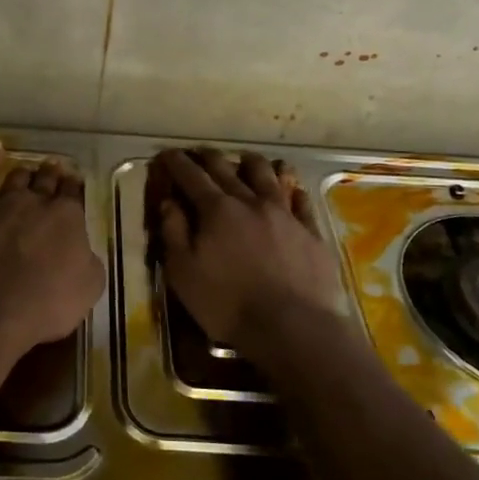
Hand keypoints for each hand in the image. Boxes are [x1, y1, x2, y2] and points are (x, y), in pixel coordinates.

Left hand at [0, 142, 105, 359]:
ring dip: (25, 173)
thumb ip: (87, 262)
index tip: (75, 182)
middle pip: (47, 181)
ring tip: (29, 170)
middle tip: (55, 168)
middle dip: (52, 174)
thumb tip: (82, 251)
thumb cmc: (45, 304)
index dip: (75, 187)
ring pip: (17, 178)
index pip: (74, 194)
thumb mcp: (88, 287)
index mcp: (68, 218)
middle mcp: (37, 202)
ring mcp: (2, 202)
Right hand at [151, 149, 341, 355]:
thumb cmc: (228, 304)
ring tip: (245, 159)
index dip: (177, 162)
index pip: (192, 176)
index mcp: (217, 210)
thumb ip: (174, 233)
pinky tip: (290, 188)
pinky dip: (291, 189)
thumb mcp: (184, 273)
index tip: (167, 154)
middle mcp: (251, 202)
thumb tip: (169, 202)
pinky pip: (300, 200)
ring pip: (268, 175)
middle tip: (199, 152)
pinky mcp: (311, 231)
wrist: (293, 327)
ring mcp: (285, 214)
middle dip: (209, 157)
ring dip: (252, 163)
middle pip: (228, 168)